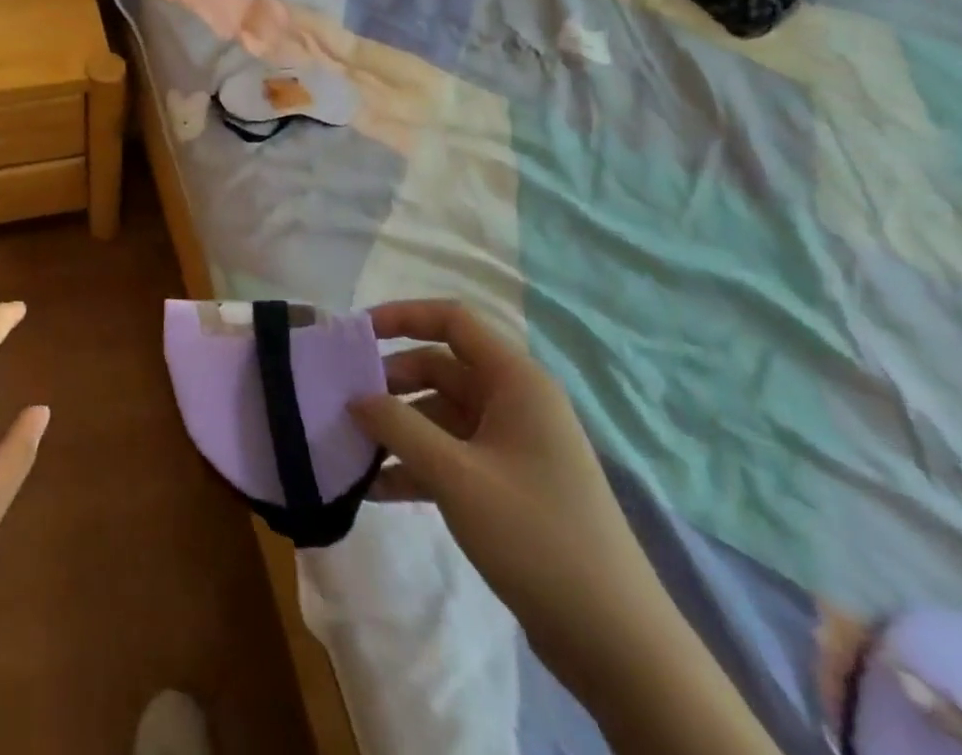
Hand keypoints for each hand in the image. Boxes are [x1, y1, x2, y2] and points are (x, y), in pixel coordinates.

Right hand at [347, 300, 676, 684]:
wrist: (616, 644)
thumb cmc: (536, 536)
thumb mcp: (455, 475)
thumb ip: (398, 426)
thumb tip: (355, 397)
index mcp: (516, 381)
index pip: (452, 320)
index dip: (402, 316)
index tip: (355, 334)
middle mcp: (514, 402)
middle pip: (439, 368)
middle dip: (390, 383)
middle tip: (344, 403)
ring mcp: (512, 445)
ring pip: (439, 414)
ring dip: (397, 429)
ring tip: (351, 449)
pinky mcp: (507, 484)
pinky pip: (450, 454)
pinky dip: (415, 464)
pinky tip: (376, 489)